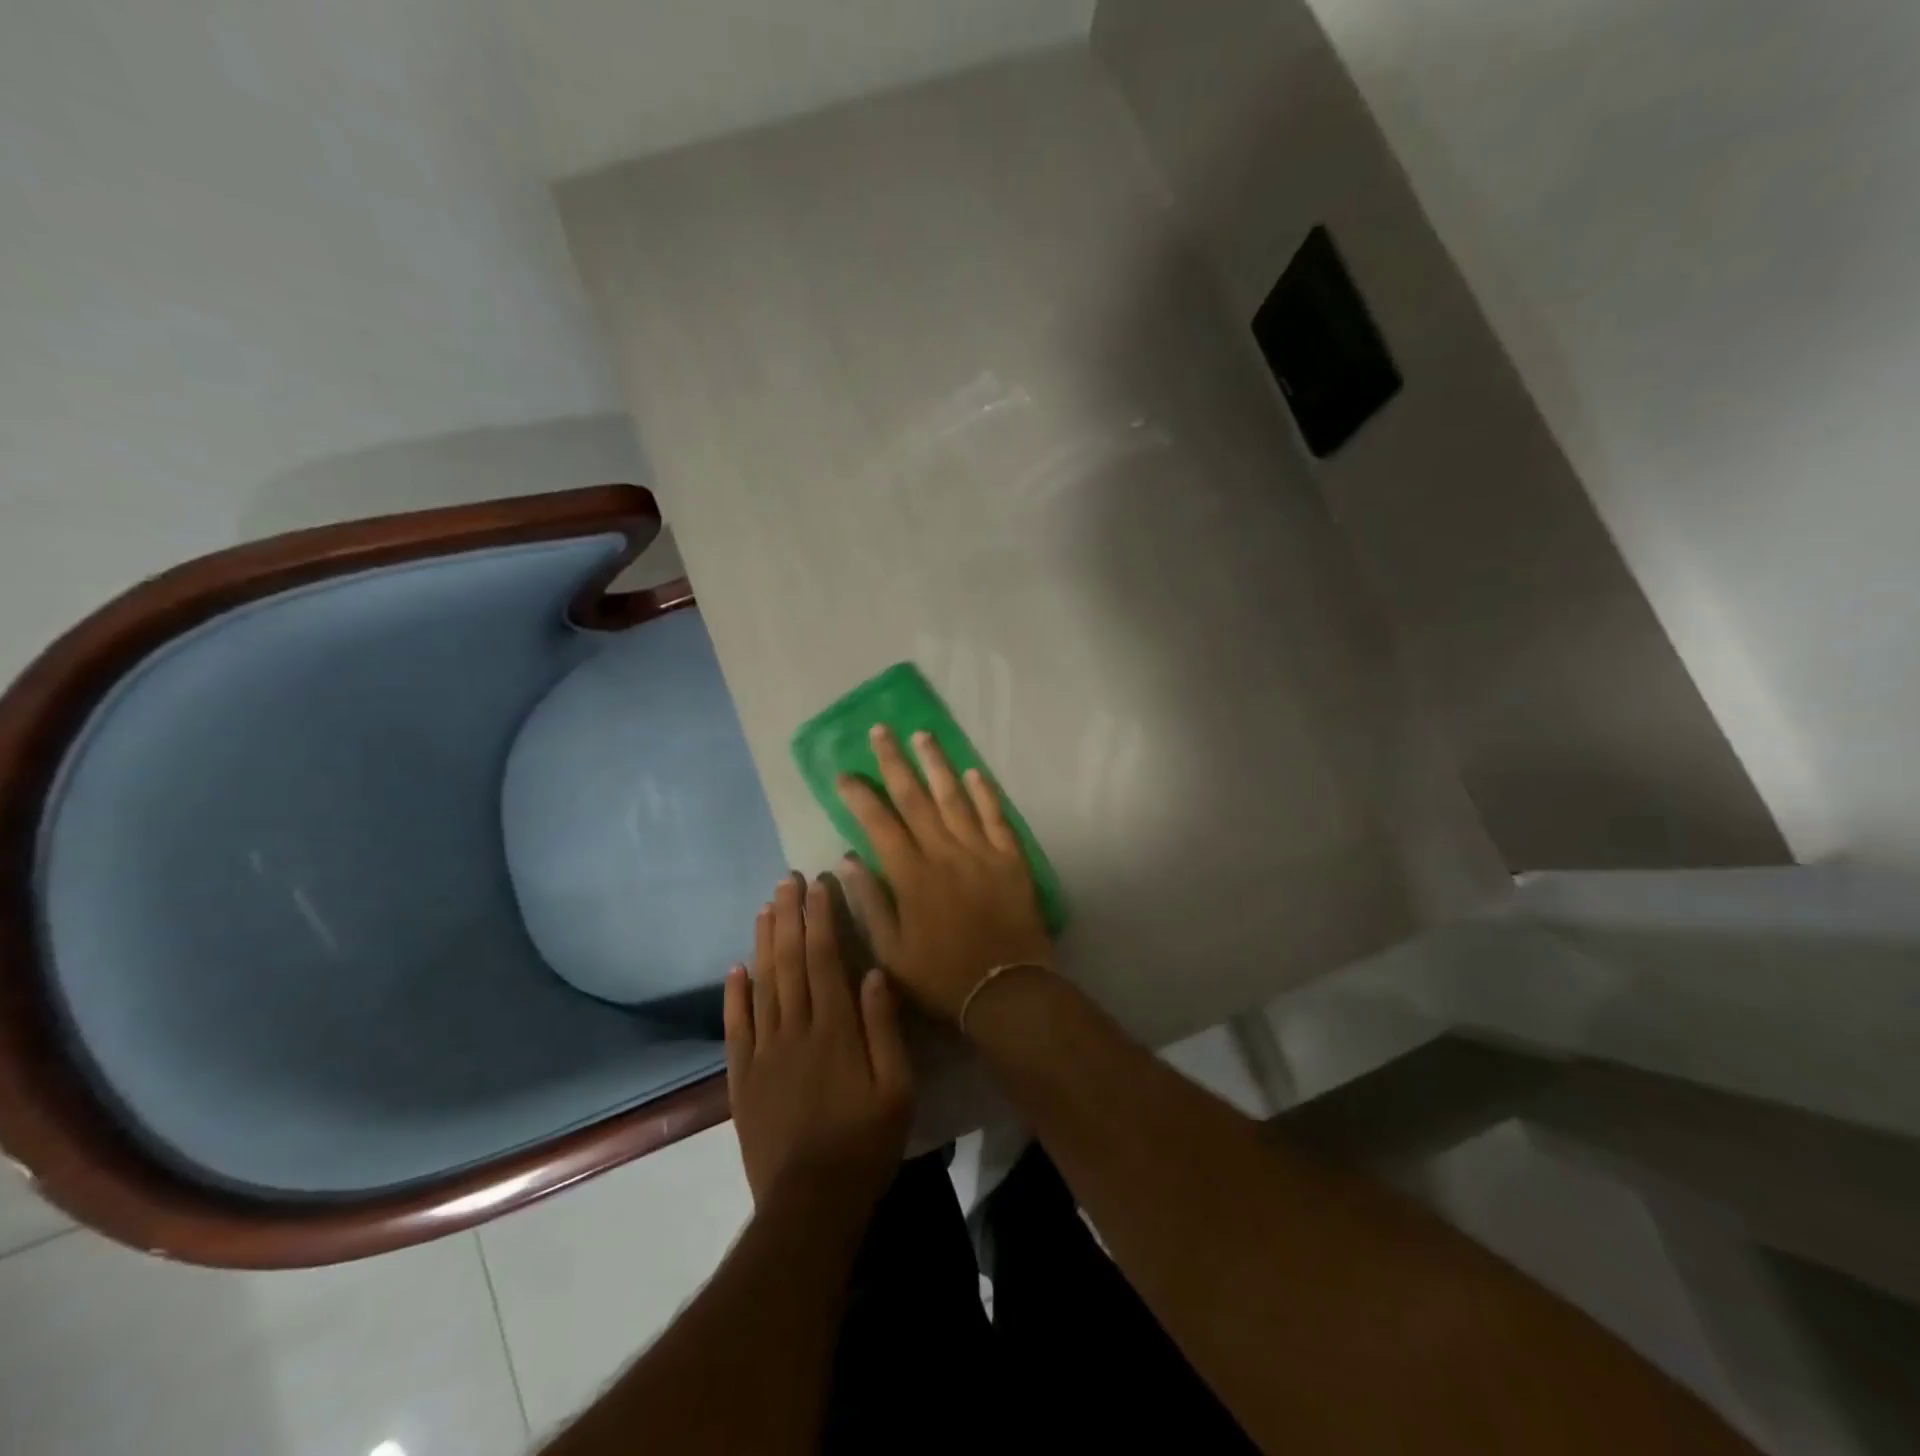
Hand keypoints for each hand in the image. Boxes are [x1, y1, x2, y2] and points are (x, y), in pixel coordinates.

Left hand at [725, 874, 913, 1209]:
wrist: (810, 1204)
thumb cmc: (865, 1143)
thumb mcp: (897, 1088)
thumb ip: (884, 1028)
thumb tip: (874, 972)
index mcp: (834, 1029)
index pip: (825, 959)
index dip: (820, 918)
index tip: (818, 884)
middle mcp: (794, 1030)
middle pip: (790, 961)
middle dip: (790, 917)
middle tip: (787, 880)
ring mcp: (763, 1053)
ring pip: (762, 985)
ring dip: (764, 942)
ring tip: (766, 907)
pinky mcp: (742, 1078)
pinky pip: (736, 1027)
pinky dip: (734, 995)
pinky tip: (735, 968)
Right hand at [834, 725, 1054, 1022]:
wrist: (1006, 989)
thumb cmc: (941, 975)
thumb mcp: (891, 952)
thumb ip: (869, 902)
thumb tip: (846, 859)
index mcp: (911, 876)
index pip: (878, 823)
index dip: (860, 796)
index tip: (844, 774)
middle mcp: (944, 853)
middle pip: (915, 798)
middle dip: (894, 762)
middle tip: (881, 731)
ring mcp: (980, 851)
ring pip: (954, 798)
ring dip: (936, 764)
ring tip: (922, 734)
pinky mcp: (1010, 858)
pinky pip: (996, 817)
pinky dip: (985, 793)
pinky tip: (973, 771)